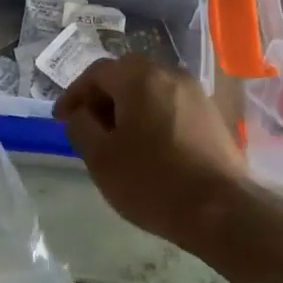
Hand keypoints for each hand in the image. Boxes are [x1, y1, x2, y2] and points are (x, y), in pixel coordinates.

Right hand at [54, 55, 249, 242]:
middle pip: (126, 76)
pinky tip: (148, 147)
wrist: (221, 210)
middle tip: (88, 127)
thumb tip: (81, 113)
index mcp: (139, 77)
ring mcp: (196, 93)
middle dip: (102, 98)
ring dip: (128, 108)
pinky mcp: (212, 115)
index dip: (74, 94)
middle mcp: (171, 74)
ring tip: (116, 140)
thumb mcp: (100, 157)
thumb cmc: (151, 181)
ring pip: (151, 90)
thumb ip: (81, 126)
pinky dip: (152, 117)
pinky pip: (171, 105)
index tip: (61, 120)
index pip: (97, 73)